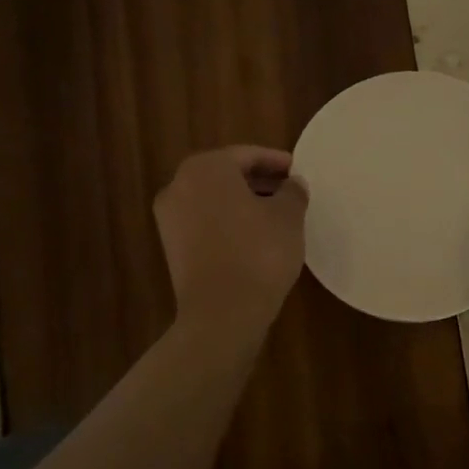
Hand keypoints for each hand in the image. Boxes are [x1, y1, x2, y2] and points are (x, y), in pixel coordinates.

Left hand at [154, 146, 308, 335]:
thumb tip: (293, 184)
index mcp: (206, 168)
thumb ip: (293, 192)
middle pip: (226, 176)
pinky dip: (229, 224)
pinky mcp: (172, 248)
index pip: (247, 155)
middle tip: (289, 192)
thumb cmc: (259, 252)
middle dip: (258, 182)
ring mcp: (170, 219)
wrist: (222, 313)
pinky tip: (255, 239)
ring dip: (243, 203)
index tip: (298, 172)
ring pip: (214, 201)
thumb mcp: (288, 217)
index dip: (276, 162)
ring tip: (276, 217)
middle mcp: (179, 186)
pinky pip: (206, 224)